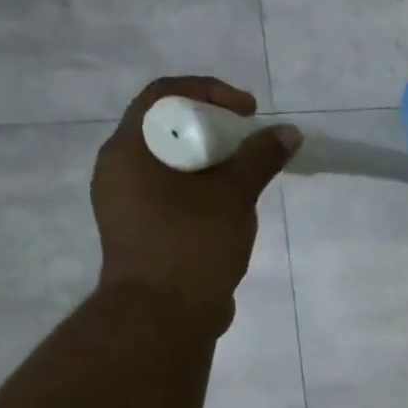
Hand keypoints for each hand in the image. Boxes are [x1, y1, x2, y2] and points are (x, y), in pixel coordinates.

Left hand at [92, 76, 297, 332]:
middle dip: (215, 126)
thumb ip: (260, 159)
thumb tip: (288, 132)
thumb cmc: (191, 246)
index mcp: (129, 151)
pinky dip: (204, 185)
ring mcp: (128, 201)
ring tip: (250, 174)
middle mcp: (120, 169)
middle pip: (167, 126)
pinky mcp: (143, 227)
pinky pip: (174, 189)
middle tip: (253, 141)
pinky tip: (233, 205)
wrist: (162, 316)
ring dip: (213, 158)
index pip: (163, 95)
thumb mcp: (233, 197)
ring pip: (172, 160)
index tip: (249, 111)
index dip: (210, 91)